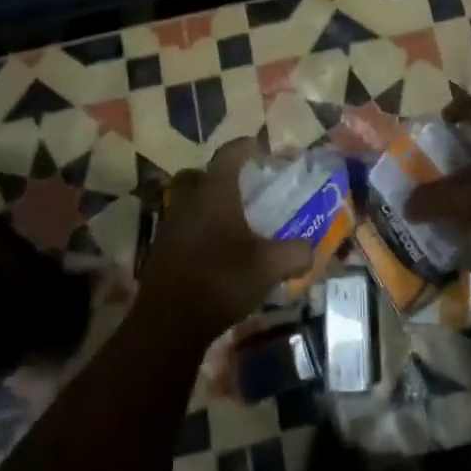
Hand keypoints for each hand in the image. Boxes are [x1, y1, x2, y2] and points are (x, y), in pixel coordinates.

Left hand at [139, 140, 315, 343]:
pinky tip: (214, 251)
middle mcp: (188, 203)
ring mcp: (169, 227)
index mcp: (214, 194)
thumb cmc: (221, 281)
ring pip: (184, 202)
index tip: (258, 147)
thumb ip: (295, 253)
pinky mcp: (160, 253)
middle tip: (237, 186)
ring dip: (204, 205)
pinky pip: (180, 228)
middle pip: (195, 175)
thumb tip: (310, 250)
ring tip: (229, 222)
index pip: (227, 155)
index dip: (244, 147)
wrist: (169, 323)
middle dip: (214, 175)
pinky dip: (196, 230)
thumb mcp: (270, 267)